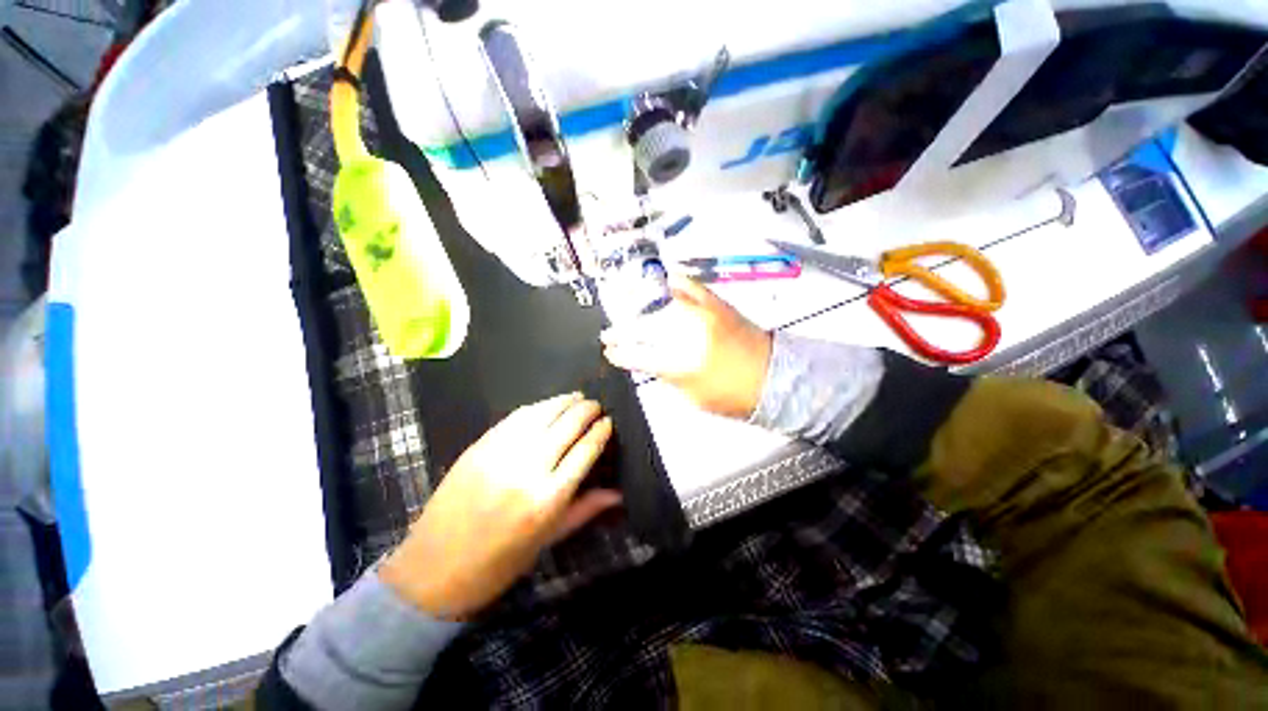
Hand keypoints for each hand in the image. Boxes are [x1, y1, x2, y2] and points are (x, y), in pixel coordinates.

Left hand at [379, 393, 620, 618]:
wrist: (433, 569)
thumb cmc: (499, 563)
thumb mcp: (548, 540)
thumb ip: (585, 509)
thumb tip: (618, 493)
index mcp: (549, 497)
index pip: (585, 450)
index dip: (600, 431)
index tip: (609, 421)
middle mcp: (528, 468)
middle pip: (567, 425)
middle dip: (587, 410)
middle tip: (597, 405)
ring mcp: (501, 453)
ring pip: (542, 413)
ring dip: (564, 401)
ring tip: (578, 397)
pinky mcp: (480, 445)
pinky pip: (516, 417)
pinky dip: (537, 407)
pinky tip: (547, 405)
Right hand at [601, 273, 771, 418]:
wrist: (775, 376)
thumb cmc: (733, 395)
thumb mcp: (693, 396)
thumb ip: (667, 376)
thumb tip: (650, 362)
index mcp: (680, 364)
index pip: (639, 356)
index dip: (620, 354)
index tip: (610, 352)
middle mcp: (687, 334)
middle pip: (643, 328)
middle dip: (621, 332)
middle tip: (609, 334)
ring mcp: (700, 314)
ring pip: (658, 306)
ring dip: (637, 310)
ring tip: (625, 313)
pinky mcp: (715, 303)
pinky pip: (688, 285)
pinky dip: (672, 284)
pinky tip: (661, 286)